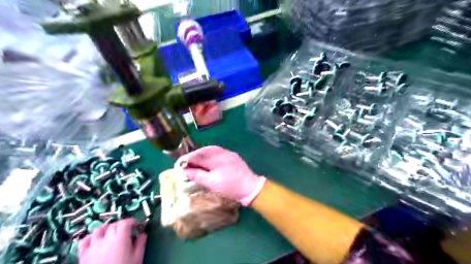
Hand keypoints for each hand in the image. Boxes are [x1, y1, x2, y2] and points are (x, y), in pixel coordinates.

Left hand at [79, 218, 146, 263]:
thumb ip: (140, 244)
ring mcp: (93, 247)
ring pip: (98, 230)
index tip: (136, 224)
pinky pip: (84, 241)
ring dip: (106, 228)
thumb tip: (143, 235)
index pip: (125, 222)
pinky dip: (90, 237)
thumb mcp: (137, 258)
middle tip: (127, 229)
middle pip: (113, 225)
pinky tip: (95, 240)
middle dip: (121, 224)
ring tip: (111, 231)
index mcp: (120, 238)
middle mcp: (106, 239)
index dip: (132, 221)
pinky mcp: (83, 256)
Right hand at [178, 147, 266, 205]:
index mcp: (216, 158)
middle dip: (193, 157)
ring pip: (210, 151)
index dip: (186, 159)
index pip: (197, 155)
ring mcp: (228, 153)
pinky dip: (209, 157)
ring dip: (200, 156)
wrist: (250, 188)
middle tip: (185, 165)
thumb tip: (184, 170)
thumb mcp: (211, 183)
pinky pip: (217, 153)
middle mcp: (222, 152)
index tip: (178, 165)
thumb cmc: (230, 187)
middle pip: (203, 151)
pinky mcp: (232, 156)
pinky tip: (206, 163)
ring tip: (193, 164)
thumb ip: (197, 175)